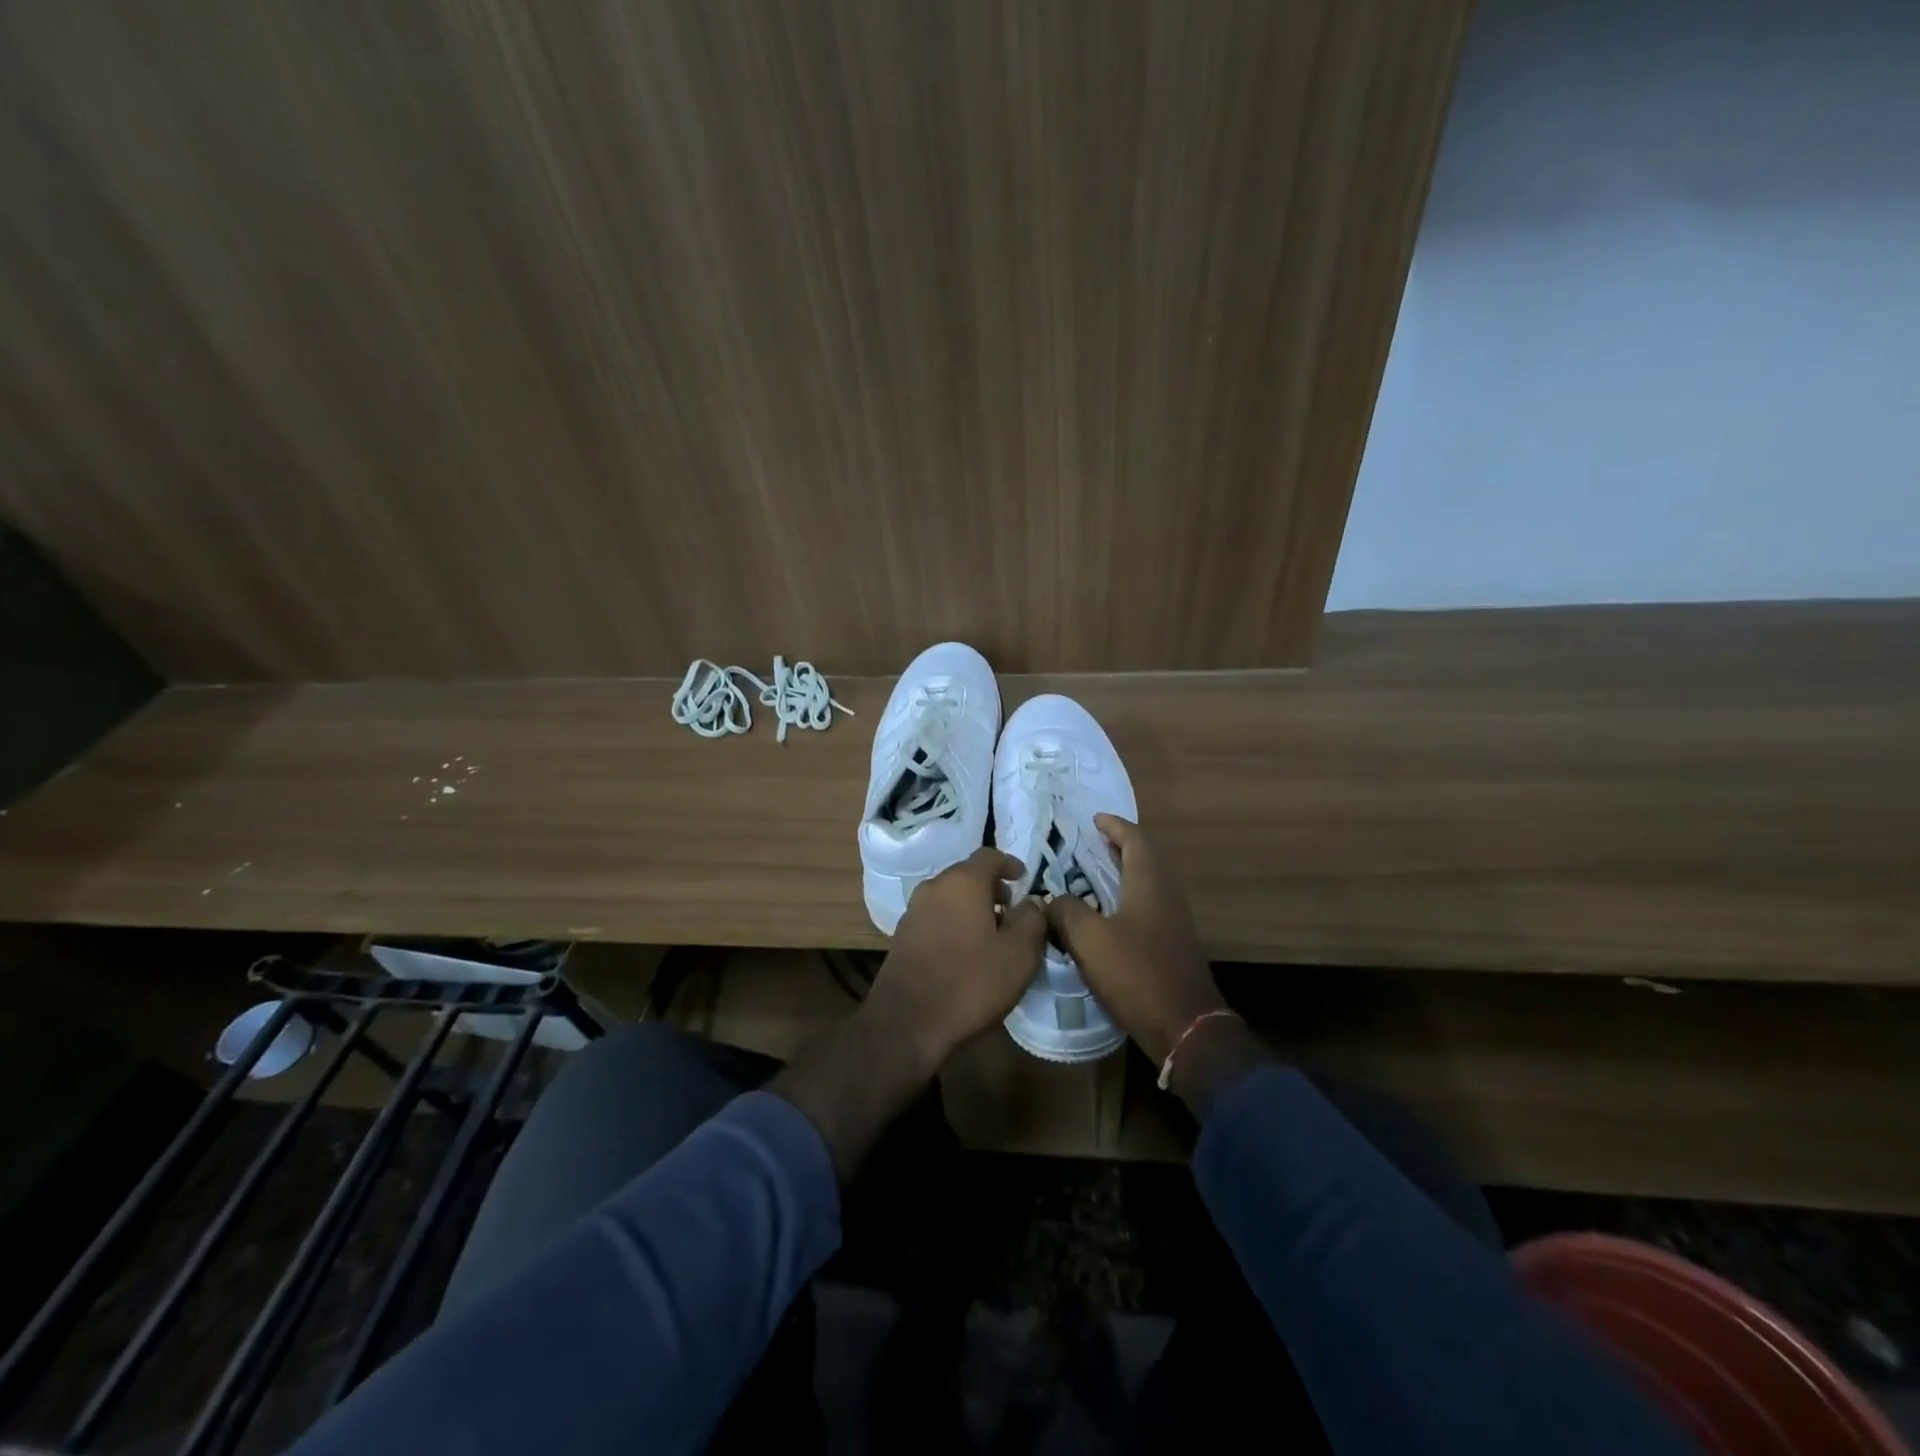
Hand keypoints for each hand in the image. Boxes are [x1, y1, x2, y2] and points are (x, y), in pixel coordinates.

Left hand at [861, 847, 1047, 1075]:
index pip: (989, 856)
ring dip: (972, 906)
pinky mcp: (902, 936)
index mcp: (962, 882)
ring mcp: (913, 911)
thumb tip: (1031, 902)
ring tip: (993, 933)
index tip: (1024, 879)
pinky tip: (967, 951)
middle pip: (967, 875)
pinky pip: (936, 917)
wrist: (906, 1024)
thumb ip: (1032, 920)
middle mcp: (934, 887)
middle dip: (991, 887)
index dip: (1010, 864)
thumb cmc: (970, 983)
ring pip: (950, 897)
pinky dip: (955, 922)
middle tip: (1012, 909)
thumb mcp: (1018, 955)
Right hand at [1044, 815, 1227, 1065]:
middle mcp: (1166, 895)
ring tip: (1090, 878)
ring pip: (1145, 885)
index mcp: (1149, 883)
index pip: (1134, 839)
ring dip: (1121, 875)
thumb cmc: (1136, 973)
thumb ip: (1066, 911)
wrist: (1185, 1028)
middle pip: (1143, 859)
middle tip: (1088, 846)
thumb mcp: (1089, 939)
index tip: (1094, 819)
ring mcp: (1174, 922)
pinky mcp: (1172, 946)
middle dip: (1117, 848)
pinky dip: (1125, 900)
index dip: (1114, 826)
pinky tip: (1105, 917)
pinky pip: (1146, 908)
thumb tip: (1050, 899)